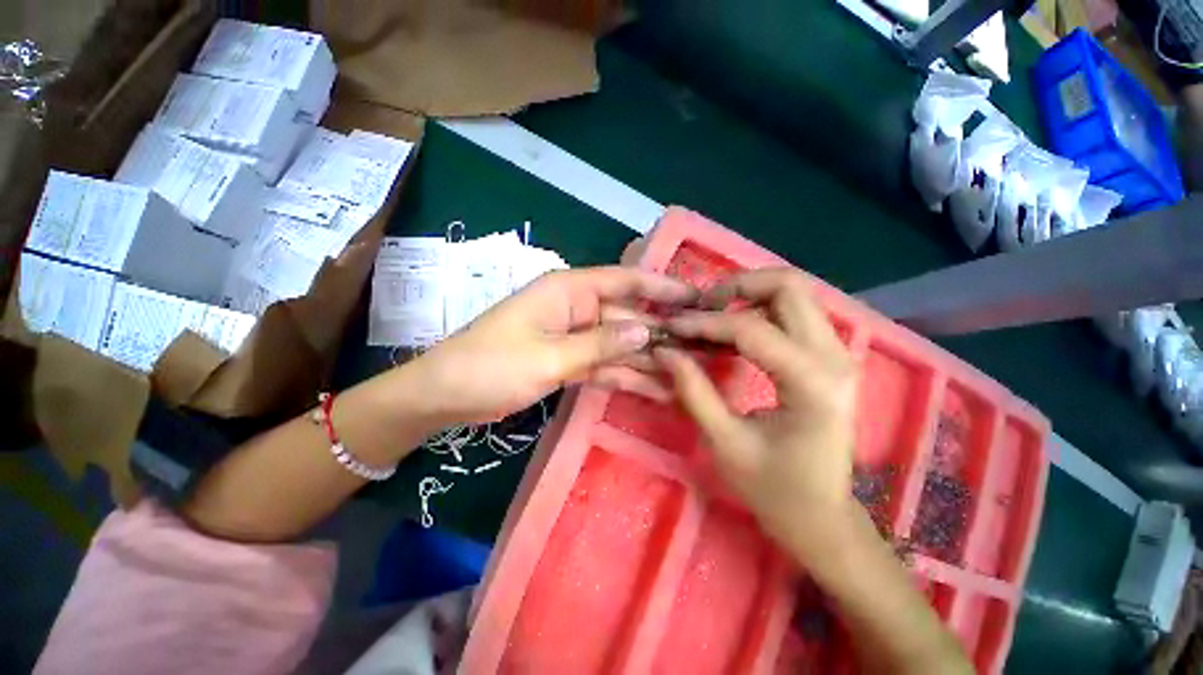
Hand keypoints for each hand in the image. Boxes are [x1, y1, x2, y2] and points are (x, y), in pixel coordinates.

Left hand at [407, 266, 696, 424]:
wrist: (446, 395)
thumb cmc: (491, 366)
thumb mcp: (549, 356)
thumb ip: (600, 344)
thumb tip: (647, 332)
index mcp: (569, 291)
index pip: (625, 281)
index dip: (662, 286)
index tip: (697, 297)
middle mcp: (576, 308)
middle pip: (628, 317)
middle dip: (662, 332)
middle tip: (702, 348)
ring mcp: (574, 337)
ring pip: (620, 345)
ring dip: (649, 359)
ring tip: (689, 374)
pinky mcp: (569, 361)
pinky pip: (605, 365)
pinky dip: (627, 377)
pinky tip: (657, 389)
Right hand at [655, 268, 859, 551]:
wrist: (823, 516)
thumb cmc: (774, 490)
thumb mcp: (725, 443)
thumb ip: (693, 390)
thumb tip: (665, 350)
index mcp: (813, 385)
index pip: (752, 328)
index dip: (705, 322)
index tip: (673, 326)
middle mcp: (835, 357)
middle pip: (789, 286)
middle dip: (737, 287)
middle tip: (701, 309)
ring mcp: (839, 353)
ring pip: (794, 292)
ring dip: (748, 294)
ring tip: (711, 316)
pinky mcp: (831, 357)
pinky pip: (795, 312)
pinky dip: (760, 309)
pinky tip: (732, 331)